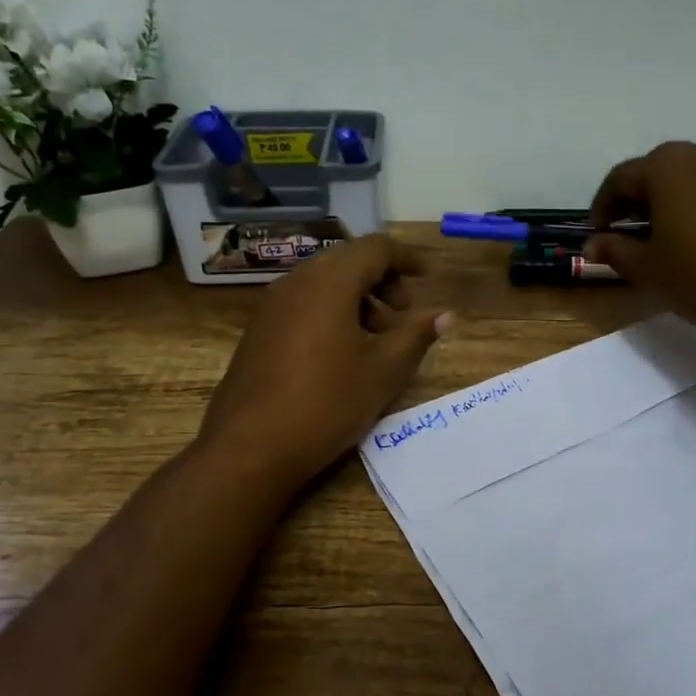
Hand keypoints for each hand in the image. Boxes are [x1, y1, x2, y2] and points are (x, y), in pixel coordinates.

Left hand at [200, 235, 450, 490]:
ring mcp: (271, 307)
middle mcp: (296, 283)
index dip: (406, 258)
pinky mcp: (258, 332)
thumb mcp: (384, 372)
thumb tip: (444, 315)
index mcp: (329, 283)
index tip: (428, 277)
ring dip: (357, 300)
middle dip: (382, 280)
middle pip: (346, 261)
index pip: (374, 248)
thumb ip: (416, 336)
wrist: (250, 447)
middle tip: (404, 313)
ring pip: (323, 284)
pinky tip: (342, 354)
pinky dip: (331, 313)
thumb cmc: (327, 403)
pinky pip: (302, 304)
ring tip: (378, 339)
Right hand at [586, 141, 695, 359]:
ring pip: (685, 177)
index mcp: (666, 167)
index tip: (596, 234)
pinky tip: (690, 237)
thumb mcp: (646, 267)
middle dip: (634, 199)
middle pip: (654, 171)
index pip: (620, 178)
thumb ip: (614, 249)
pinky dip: (692, 205)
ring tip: (657, 237)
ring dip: (664, 201)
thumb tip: (592, 244)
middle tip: (624, 232)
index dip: (602, 207)